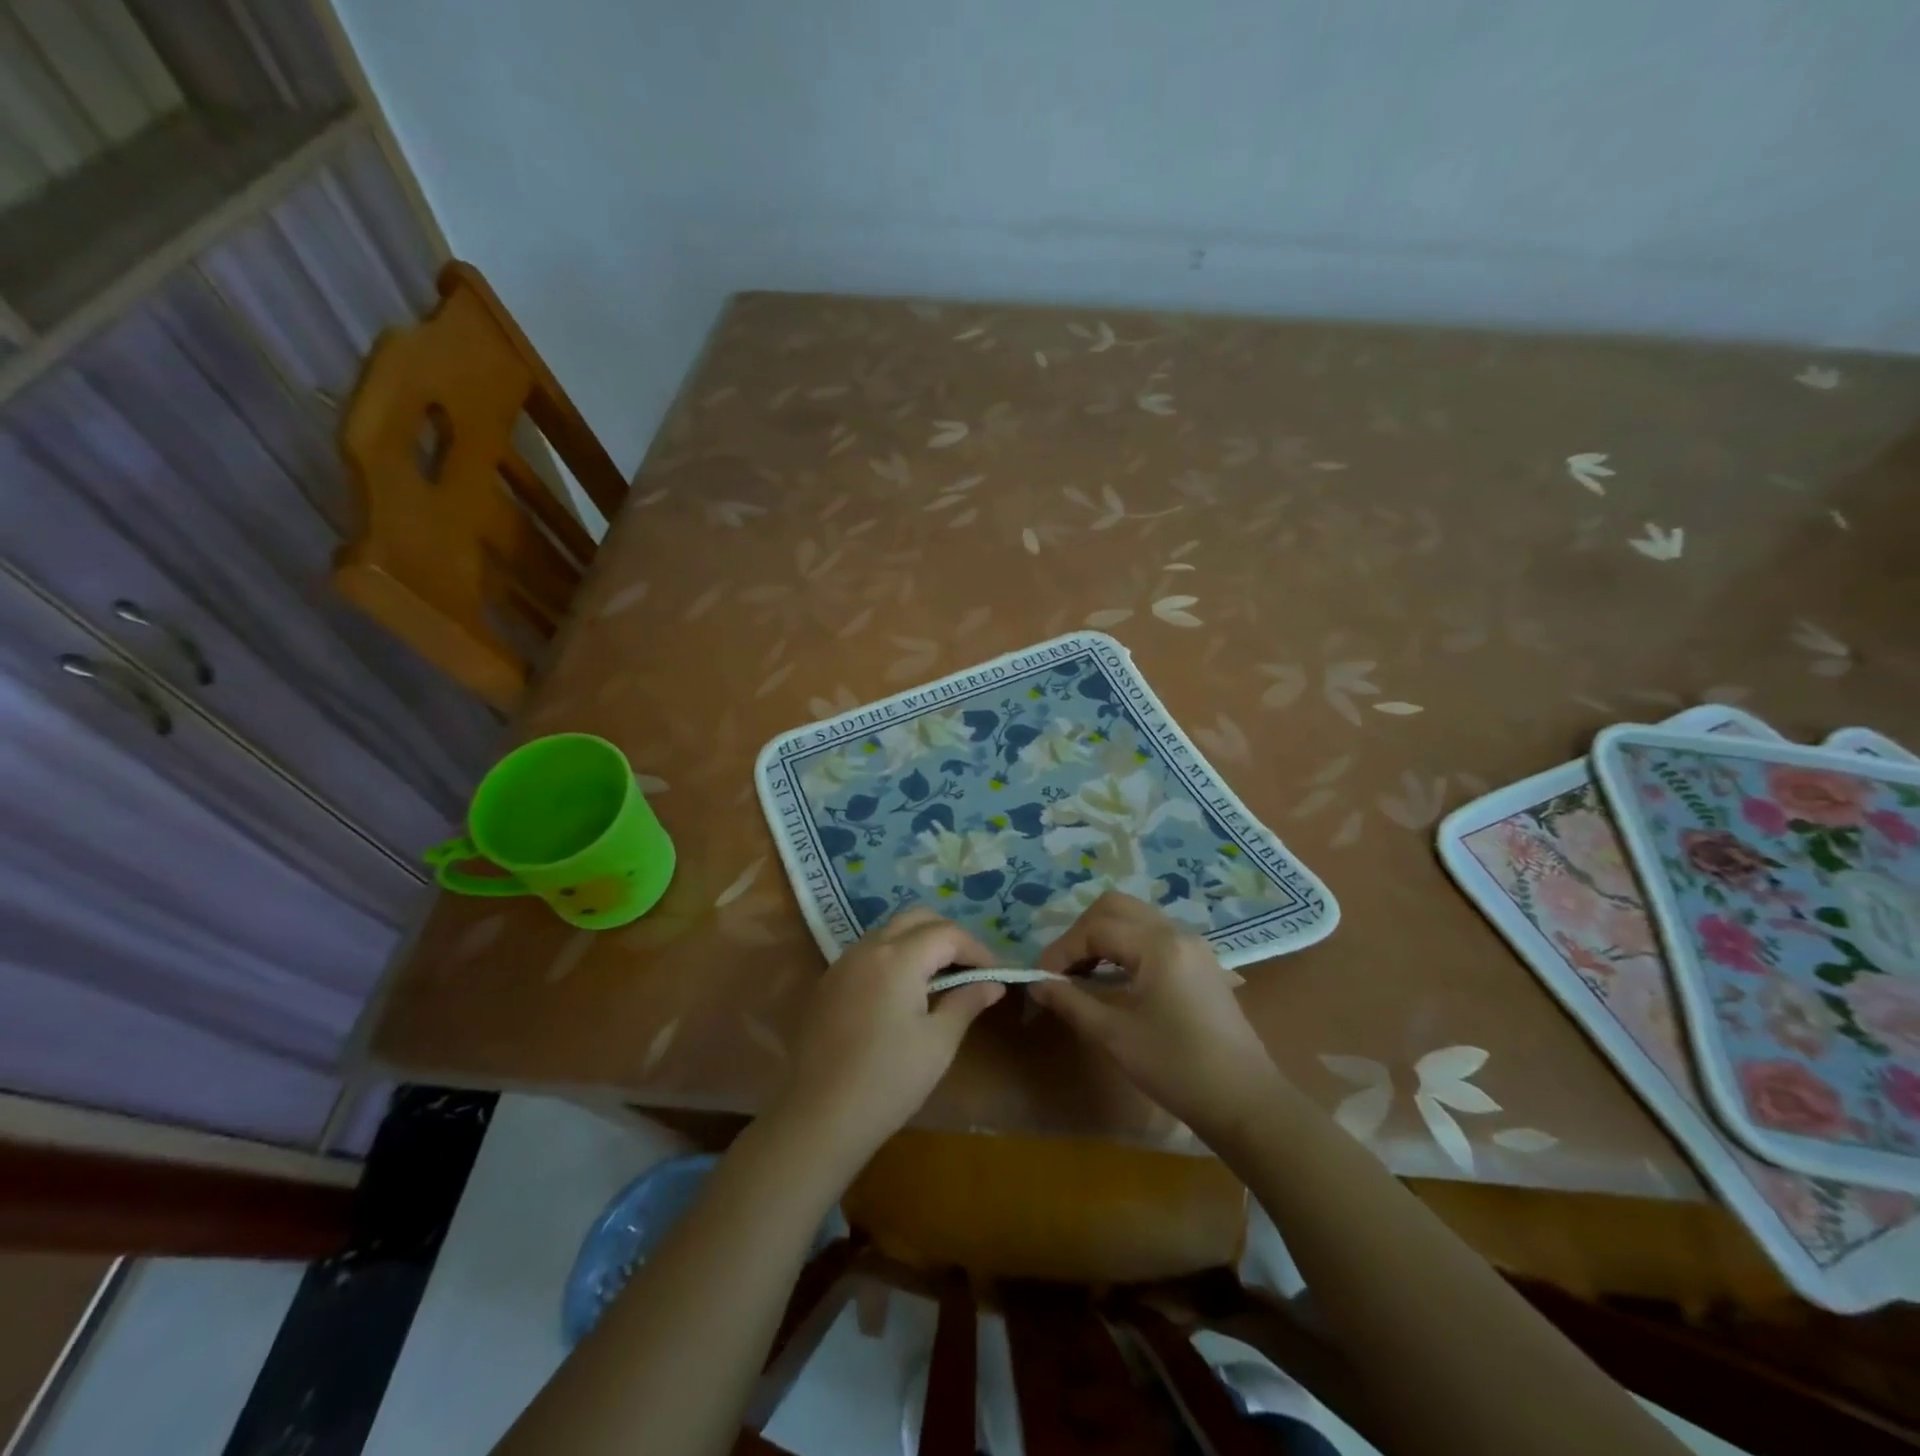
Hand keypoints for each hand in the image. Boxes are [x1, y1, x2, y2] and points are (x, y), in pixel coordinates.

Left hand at [774, 908, 1003, 1169]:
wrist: (821, 1117)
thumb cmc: (889, 1080)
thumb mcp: (938, 1042)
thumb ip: (966, 1002)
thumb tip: (992, 983)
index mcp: (898, 957)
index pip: (947, 933)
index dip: (977, 949)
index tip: (995, 973)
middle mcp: (868, 948)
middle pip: (916, 919)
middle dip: (948, 935)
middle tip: (969, 968)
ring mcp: (843, 962)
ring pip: (889, 930)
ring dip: (919, 942)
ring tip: (940, 977)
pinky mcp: (828, 982)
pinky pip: (868, 951)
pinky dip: (894, 956)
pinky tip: (903, 991)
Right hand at [1031, 891, 1282, 1145]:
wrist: (1245, 1102)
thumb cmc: (1176, 1067)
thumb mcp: (1114, 1035)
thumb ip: (1071, 1001)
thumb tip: (1036, 983)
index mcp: (1157, 945)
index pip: (1095, 929)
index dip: (1061, 950)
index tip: (1041, 979)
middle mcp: (1175, 932)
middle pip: (1115, 907)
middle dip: (1081, 932)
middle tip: (1064, 968)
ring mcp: (1192, 945)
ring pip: (1135, 918)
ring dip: (1103, 936)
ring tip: (1083, 973)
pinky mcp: (1200, 963)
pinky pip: (1153, 935)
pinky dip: (1126, 945)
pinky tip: (1114, 978)